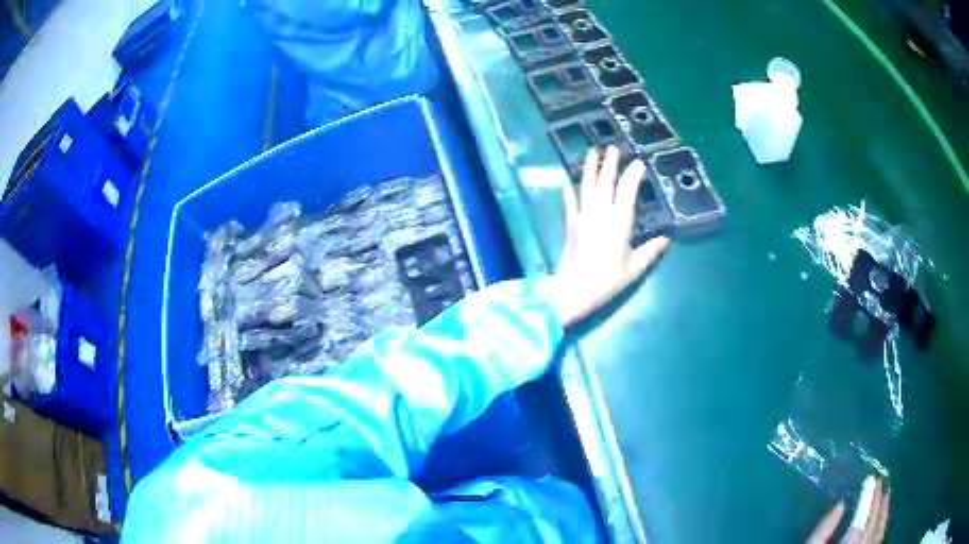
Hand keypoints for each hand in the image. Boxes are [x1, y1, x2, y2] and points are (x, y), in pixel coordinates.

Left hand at [545, 146, 670, 326]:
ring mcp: (583, 216)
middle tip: (613, 147)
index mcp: (619, 222)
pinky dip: (569, 189)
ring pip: (587, 186)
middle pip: (606, 182)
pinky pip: (569, 201)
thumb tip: (666, 239)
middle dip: (610, 163)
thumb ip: (651, 251)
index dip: (633, 175)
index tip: (639, 163)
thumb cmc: (607, 280)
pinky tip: (567, 178)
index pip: (627, 191)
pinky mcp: (570, 223)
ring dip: (590, 168)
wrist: (574, 289)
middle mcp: (600, 213)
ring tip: (592, 151)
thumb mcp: (634, 267)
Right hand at [807, 476, 889, 543]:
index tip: (871, 478)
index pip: (862, 518)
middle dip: (878, 501)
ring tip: (887, 493)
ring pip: (880, 531)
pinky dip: (883, 526)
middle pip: (874, 523)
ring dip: (884, 511)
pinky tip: (884, 519)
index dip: (868, 497)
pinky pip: (879, 541)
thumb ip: (821, 532)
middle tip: (881, 479)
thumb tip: (840, 505)